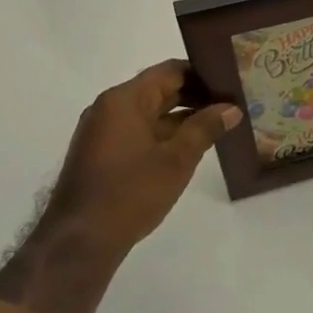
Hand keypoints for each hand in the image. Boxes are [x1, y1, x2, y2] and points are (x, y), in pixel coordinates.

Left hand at [0, 62, 240, 312]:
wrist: (79, 242)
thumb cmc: (130, 192)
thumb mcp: (177, 159)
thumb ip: (205, 128)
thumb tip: (232, 108)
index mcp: (125, 99)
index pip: (171, 71)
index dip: (204, 74)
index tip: (231, 83)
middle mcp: (109, 107)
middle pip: (160, 90)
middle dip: (196, 97)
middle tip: (232, 104)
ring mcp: (102, 131)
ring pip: (150, 113)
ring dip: (182, 118)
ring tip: (218, 126)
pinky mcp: (101, 154)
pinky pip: (138, 131)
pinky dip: (164, 134)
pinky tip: (189, 148)